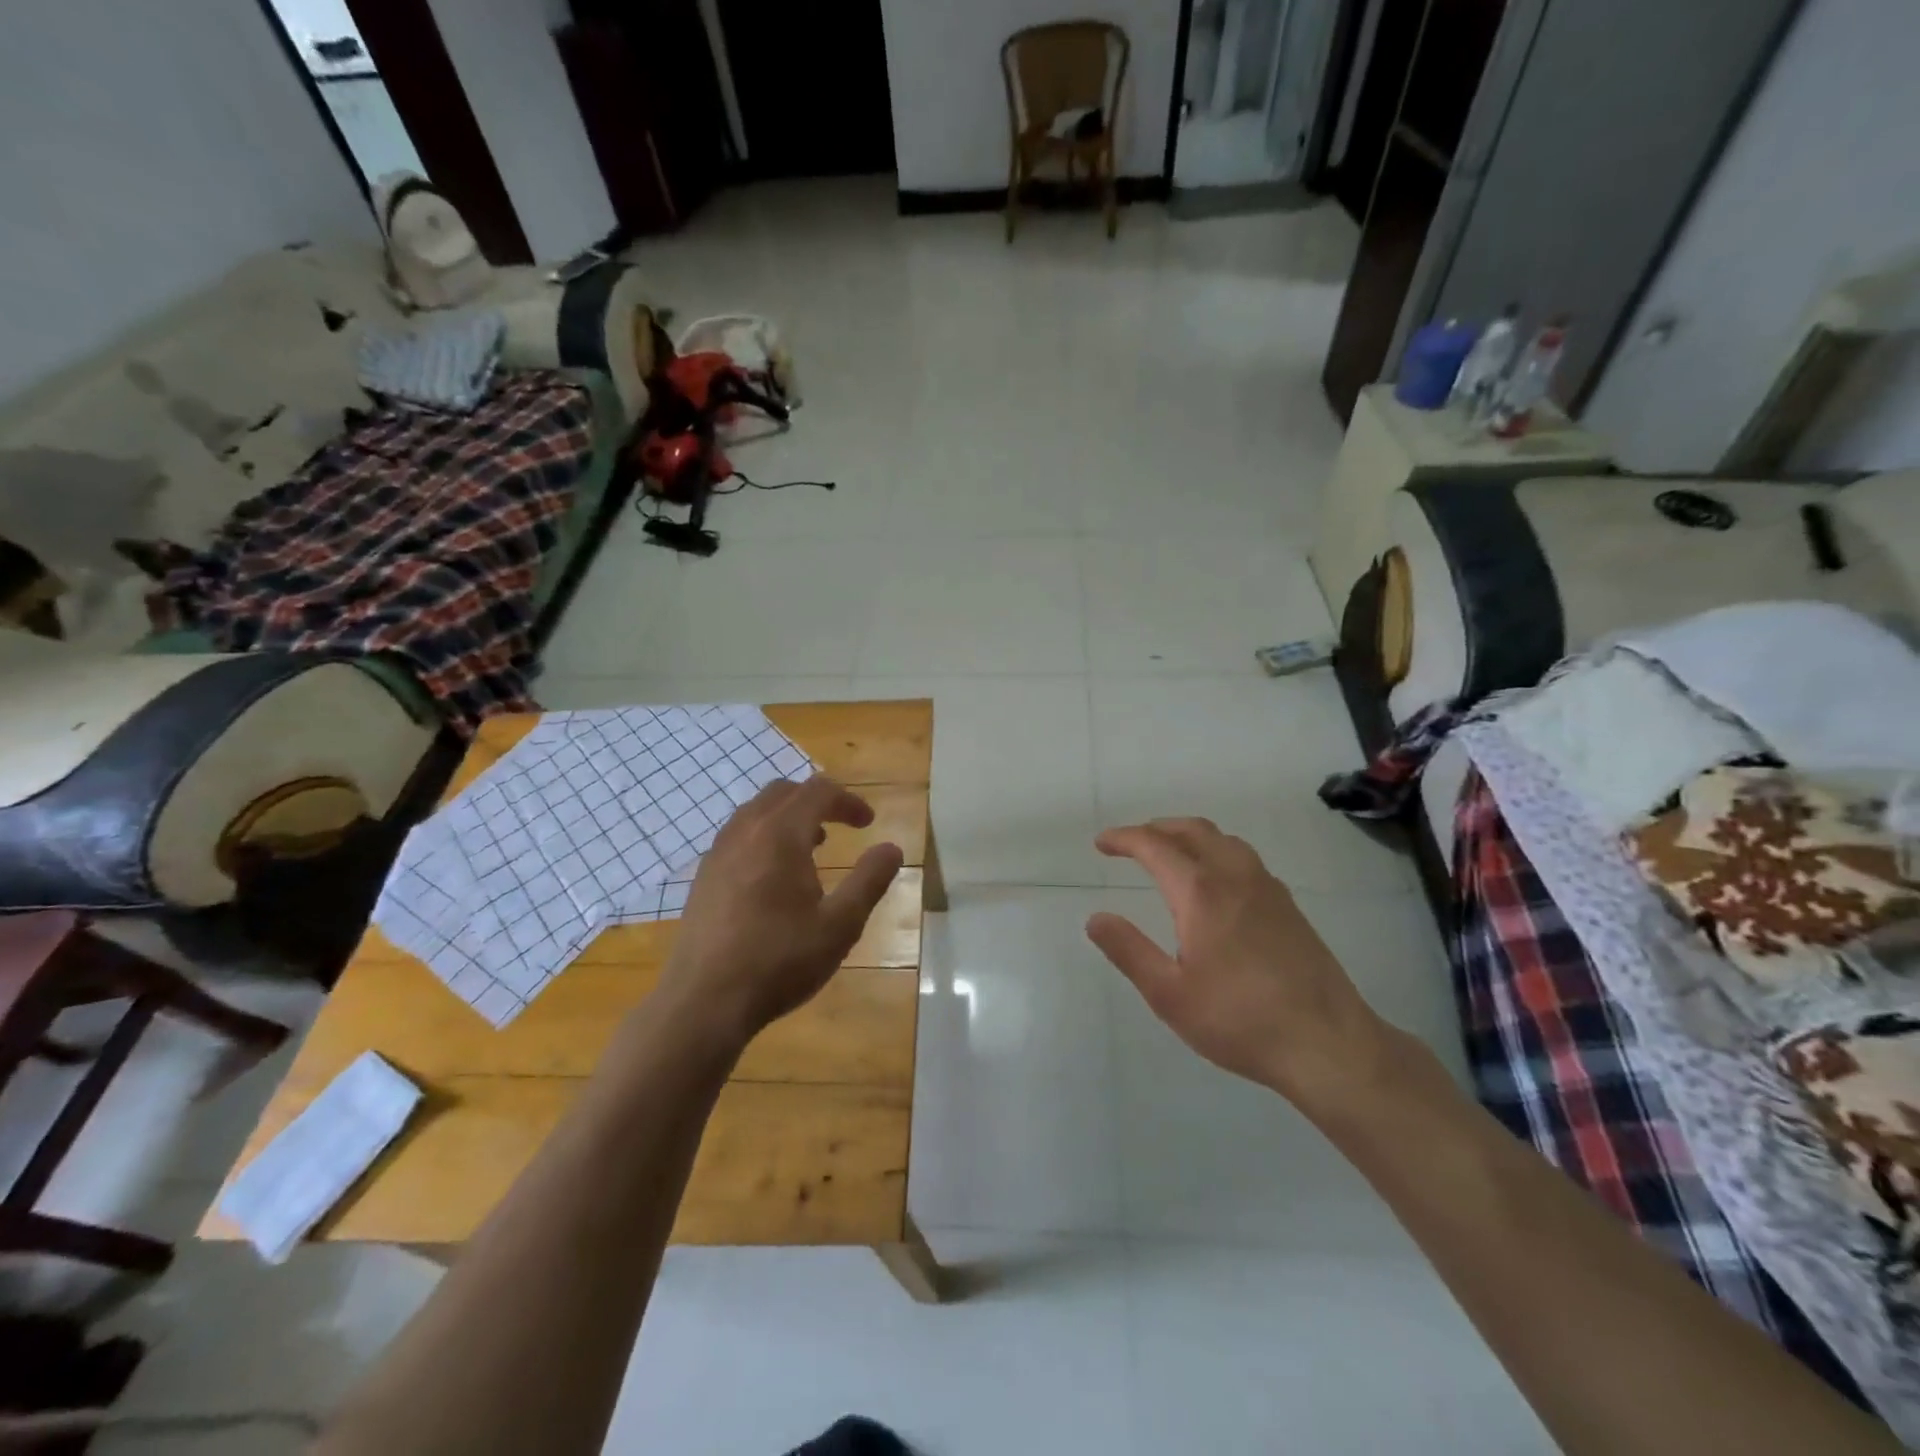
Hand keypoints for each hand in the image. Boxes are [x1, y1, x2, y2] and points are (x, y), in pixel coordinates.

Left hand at [655, 776, 903, 1048]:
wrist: (703, 1002)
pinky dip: (764, 836)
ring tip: (811, 847)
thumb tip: (892, 848)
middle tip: (841, 825)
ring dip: (788, 817)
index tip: (868, 824)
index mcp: (780, 835)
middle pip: (783, 792)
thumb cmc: (780, 961)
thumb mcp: (840, 925)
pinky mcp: (703, 878)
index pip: (818, 792)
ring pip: (755, 812)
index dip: (848, 801)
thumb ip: (869, 880)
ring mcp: (717, 854)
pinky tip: (774, 877)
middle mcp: (744, 832)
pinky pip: (738, 836)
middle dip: (817, 800)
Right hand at [1085, 818, 1399, 1110]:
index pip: (1155, 846)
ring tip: (1169, 854)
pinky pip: (1244, 858)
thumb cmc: (1240, 1020)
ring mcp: (1267, 888)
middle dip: (1156, 829)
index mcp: (1200, 892)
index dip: (1124, 838)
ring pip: (1223, 840)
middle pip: (1192, 830)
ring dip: (1189, 836)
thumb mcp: (1169, 994)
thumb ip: (1129, 951)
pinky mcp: (1288, 906)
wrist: (1328, 1043)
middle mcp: (1235, 876)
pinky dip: (1216, 852)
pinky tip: (1214, 883)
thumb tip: (1096, 918)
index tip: (1102, 843)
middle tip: (1130, 844)